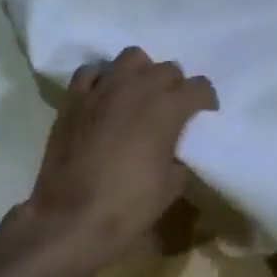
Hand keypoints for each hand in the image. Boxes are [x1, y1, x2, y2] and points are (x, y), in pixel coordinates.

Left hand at [18, 47, 217, 276]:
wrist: (70, 219)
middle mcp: (138, 87)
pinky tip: (104, 96)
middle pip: (167, 68)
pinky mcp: (74, 98)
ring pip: (131, 58)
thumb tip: (171, 149)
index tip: (204, 114)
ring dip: (141, 73)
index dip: (205, 100)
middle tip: (171, 108)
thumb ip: (177, 155)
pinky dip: (102, 79)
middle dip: (175, 86)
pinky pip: (92, 71)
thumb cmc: (128, 206)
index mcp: (168, 108)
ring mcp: (103, 89)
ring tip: (138, 94)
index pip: (199, 87)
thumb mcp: (171, 186)